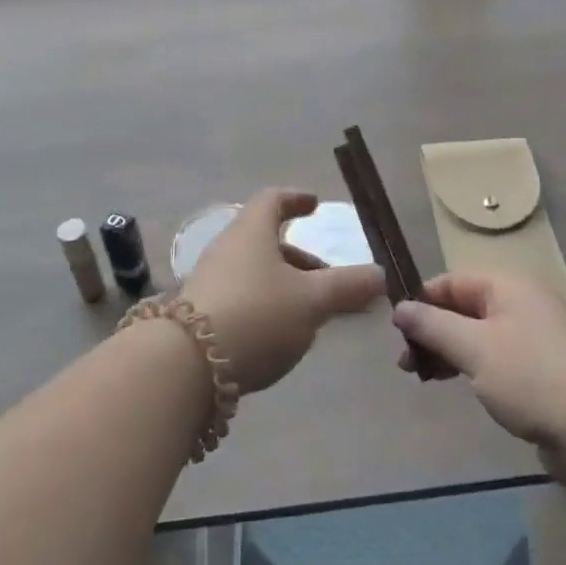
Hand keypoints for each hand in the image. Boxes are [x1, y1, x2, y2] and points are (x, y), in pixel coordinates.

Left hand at [181, 189, 382, 393]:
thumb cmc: (256, 314)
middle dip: (299, 258)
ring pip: (254, 273)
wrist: (184, 365)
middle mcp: (227, 249)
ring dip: (284, 286)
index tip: (314, 205)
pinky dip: (266, 307)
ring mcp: (209, 282)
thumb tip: (381, 274)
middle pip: (265, 241)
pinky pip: (242, 299)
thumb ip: (348, 287)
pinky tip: (280, 337)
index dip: (296, 199)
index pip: (273, 200)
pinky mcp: (199, 316)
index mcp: (252, 231)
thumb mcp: (311, 301)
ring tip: (311, 315)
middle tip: (327, 278)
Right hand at [392, 272, 565, 485]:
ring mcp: (536, 339)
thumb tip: (400, 308)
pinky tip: (463, 388)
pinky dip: (474, 369)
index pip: (452, 282)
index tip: (396, 331)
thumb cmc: (532, 377)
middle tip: (406, 364)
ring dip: (450, 353)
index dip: (422, 301)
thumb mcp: (474, 348)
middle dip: (432, 333)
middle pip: (465, 309)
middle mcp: (523, 305)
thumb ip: (433, 326)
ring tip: (426, 379)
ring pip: (480, 337)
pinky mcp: (544, 372)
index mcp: (508, 287)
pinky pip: (498, 360)